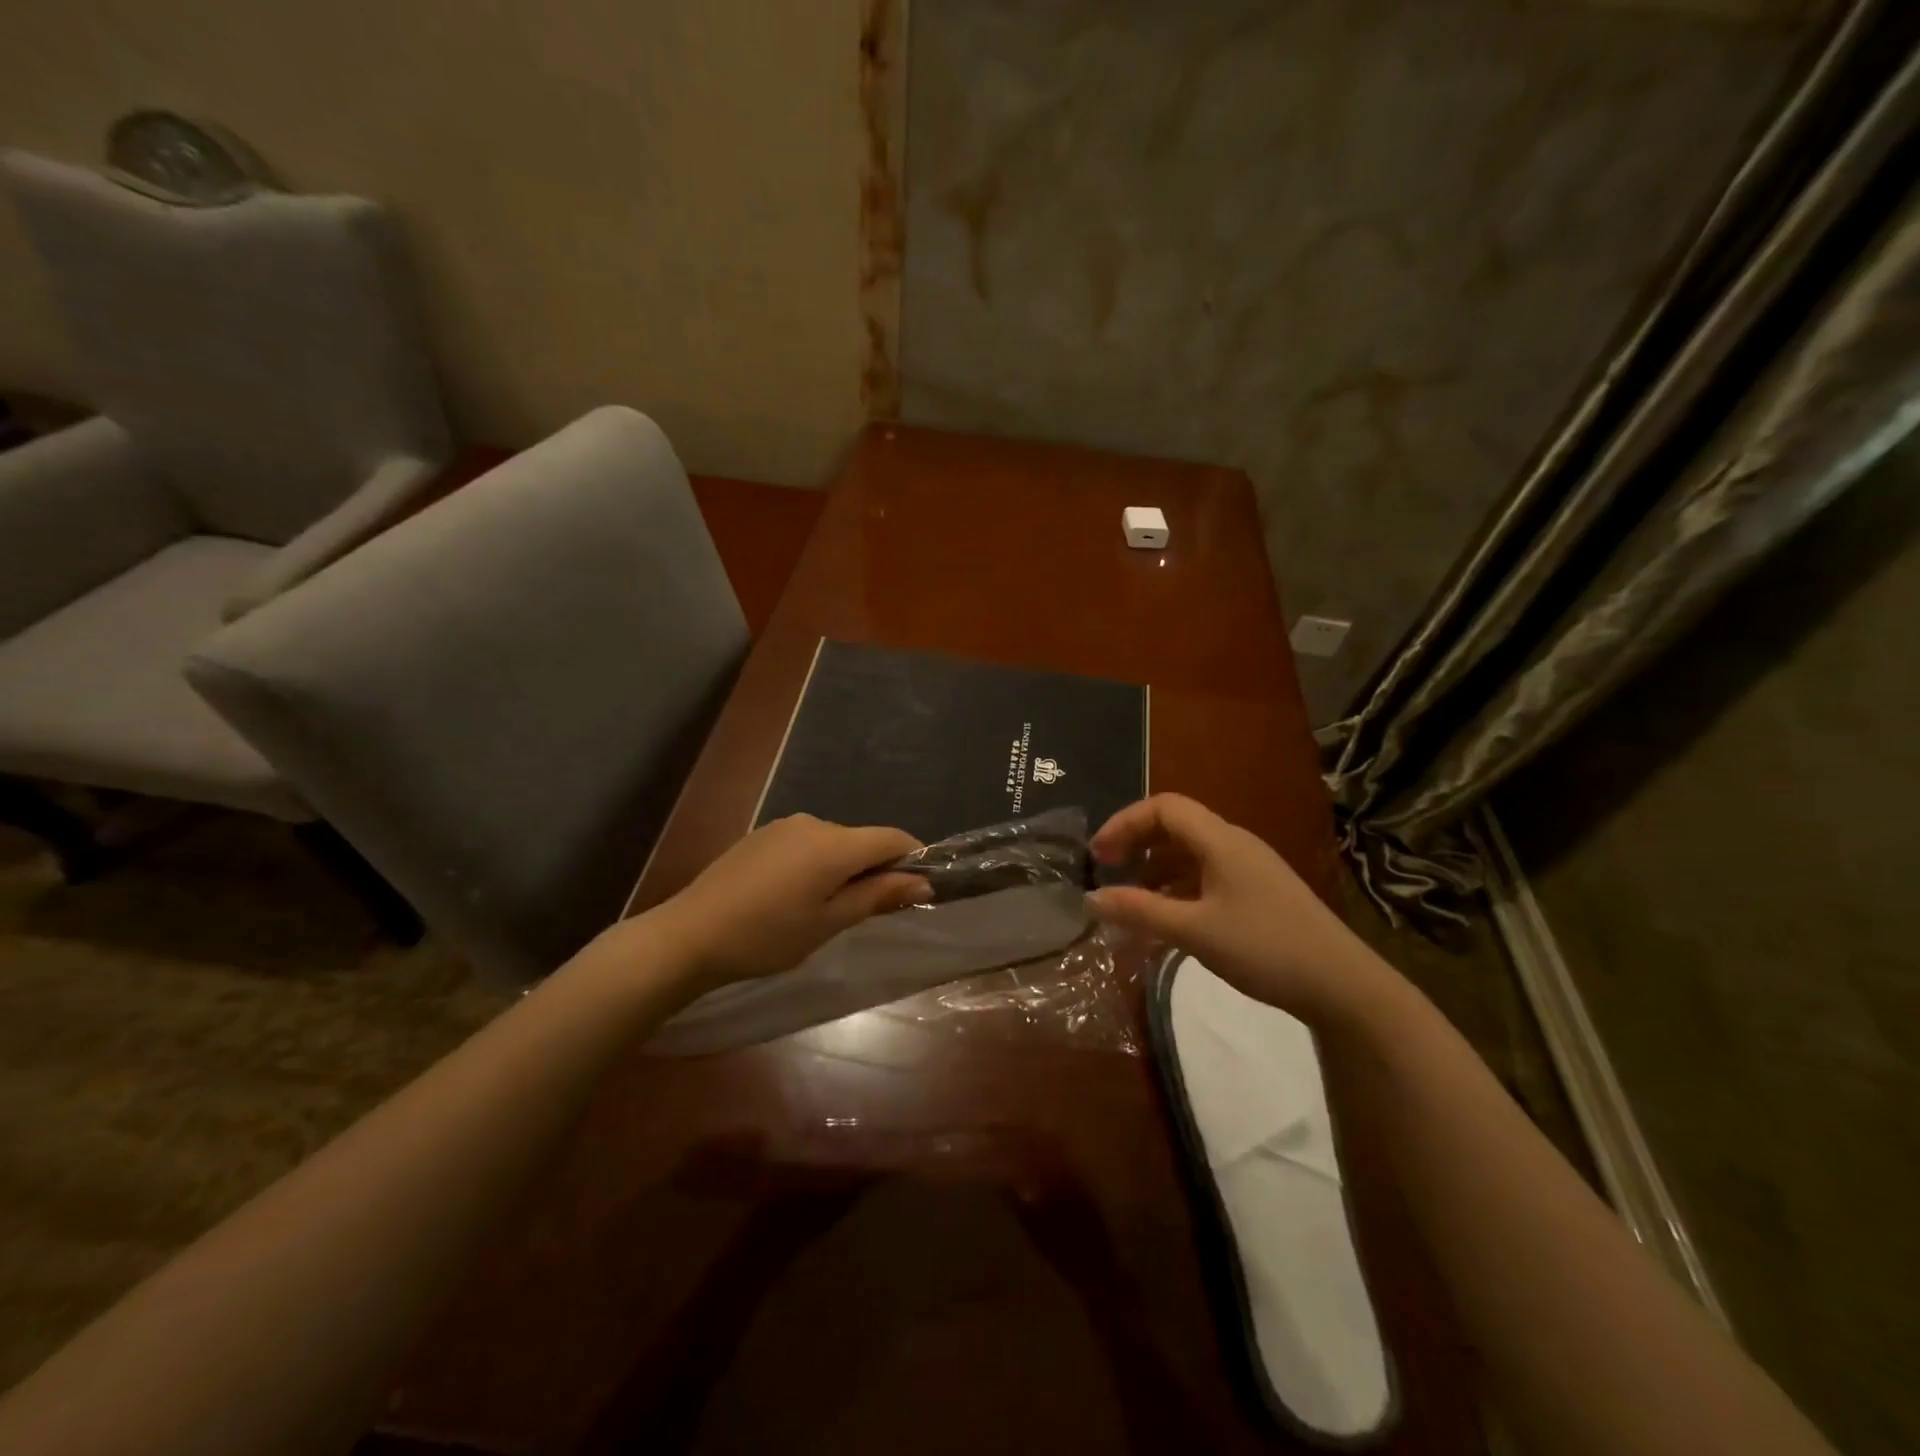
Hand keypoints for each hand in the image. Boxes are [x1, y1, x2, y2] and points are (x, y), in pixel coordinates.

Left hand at [646, 815, 928, 992]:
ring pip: (834, 843)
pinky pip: (806, 844)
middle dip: (876, 869)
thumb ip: (878, 895)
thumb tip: (923, 881)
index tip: (918, 889)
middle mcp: (813, 822)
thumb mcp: (829, 922)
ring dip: (844, 869)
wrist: (690, 934)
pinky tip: (795, 898)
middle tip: (869, 913)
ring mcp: (784, 826)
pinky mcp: (762, 835)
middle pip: (862, 840)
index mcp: (834, 843)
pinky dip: (817, 865)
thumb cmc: (767, 935)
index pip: (892, 837)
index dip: (913, 858)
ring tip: (827, 911)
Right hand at [1086, 794, 1383, 1023]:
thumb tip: (1090, 898)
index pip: (1164, 807)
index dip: (1125, 822)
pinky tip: (1169, 918)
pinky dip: (1178, 887)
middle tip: (1108, 871)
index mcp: (1221, 841)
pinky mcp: (1260, 893)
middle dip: (1136, 842)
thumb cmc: (1265, 948)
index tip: (1099, 856)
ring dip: (1155, 867)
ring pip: (1191, 852)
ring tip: (1133, 899)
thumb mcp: (1194, 931)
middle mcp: (1235, 844)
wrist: (1343, 985)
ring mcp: (1251, 869)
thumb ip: (1140, 911)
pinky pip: (1207, 875)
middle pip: (1176, 825)